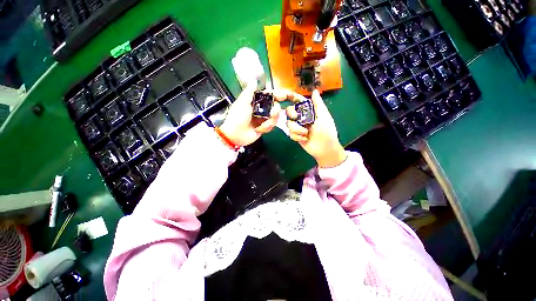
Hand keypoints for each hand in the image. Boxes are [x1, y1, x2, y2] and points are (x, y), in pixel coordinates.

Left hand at [220, 84, 288, 146]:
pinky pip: (272, 126)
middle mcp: (261, 109)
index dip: (279, 95)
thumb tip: (254, 80)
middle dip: (275, 111)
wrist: (235, 135)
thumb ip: (249, 92)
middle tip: (271, 114)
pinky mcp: (264, 127)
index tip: (286, 96)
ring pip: (275, 117)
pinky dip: (266, 127)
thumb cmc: (237, 118)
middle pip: (276, 107)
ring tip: (261, 125)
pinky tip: (259, 129)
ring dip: (269, 122)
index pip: (270, 95)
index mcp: (256, 101)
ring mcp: (264, 119)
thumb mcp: (242, 103)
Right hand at [286, 90, 346, 167]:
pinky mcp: (295, 135)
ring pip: (288, 123)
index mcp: (309, 111)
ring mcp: (298, 127)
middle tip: (297, 118)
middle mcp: (302, 117)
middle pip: (289, 111)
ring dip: (297, 129)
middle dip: (292, 115)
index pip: (298, 101)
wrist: (324, 149)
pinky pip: (290, 133)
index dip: (292, 98)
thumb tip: (315, 91)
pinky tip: (304, 139)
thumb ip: (318, 104)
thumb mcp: (324, 116)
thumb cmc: (326, 131)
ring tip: (306, 134)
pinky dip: (297, 136)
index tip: (286, 96)